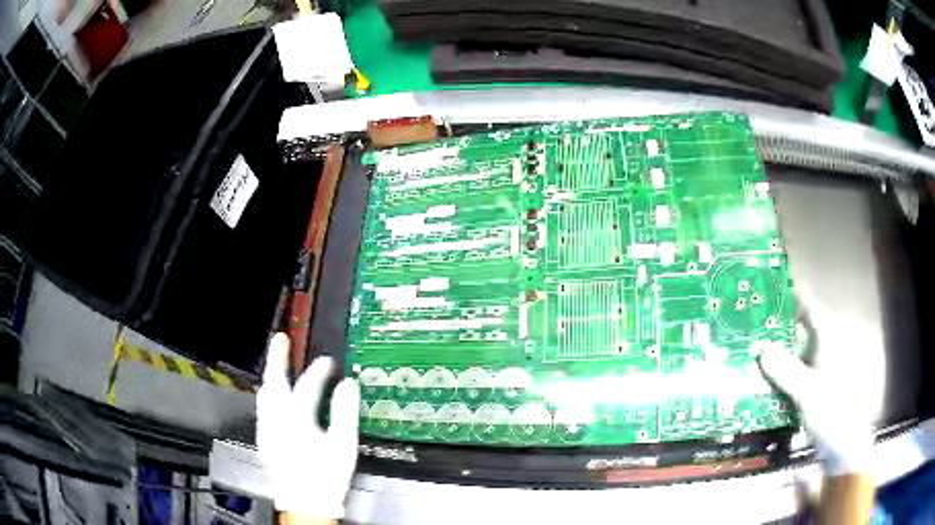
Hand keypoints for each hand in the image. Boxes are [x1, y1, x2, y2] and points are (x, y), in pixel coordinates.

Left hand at [256, 333, 360, 519]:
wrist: (305, 503)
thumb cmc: (326, 476)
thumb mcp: (343, 445)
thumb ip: (345, 412)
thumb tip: (349, 385)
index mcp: (297, 420)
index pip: (307, 387)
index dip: (319, 372)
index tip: (329, 362)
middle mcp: (276, 420)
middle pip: (273, 383)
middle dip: (277, 359)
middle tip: (280, 340)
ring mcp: (266, 429)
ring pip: (264, 395)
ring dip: (271, 376)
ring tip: (276, 363)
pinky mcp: (263, 439)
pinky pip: (263, 408)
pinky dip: (269, 394)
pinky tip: (273, 395)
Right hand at [759, 299, 875, 476]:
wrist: (842, 445)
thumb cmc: (832, 412)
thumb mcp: (807, 392)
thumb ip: (785, 370)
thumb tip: (760, 348)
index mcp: (828, 339)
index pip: (808, 307)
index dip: (789, 297)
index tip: (764, 291)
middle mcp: (823, 348)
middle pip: (797, 330)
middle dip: (774, 329)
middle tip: (746, 328)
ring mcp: (818, 369)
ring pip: (793, 353)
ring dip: (773, 355)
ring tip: (747, 354)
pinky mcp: (812, 387)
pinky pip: (791, 374)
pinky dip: (777, 375)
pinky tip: (760, 382)